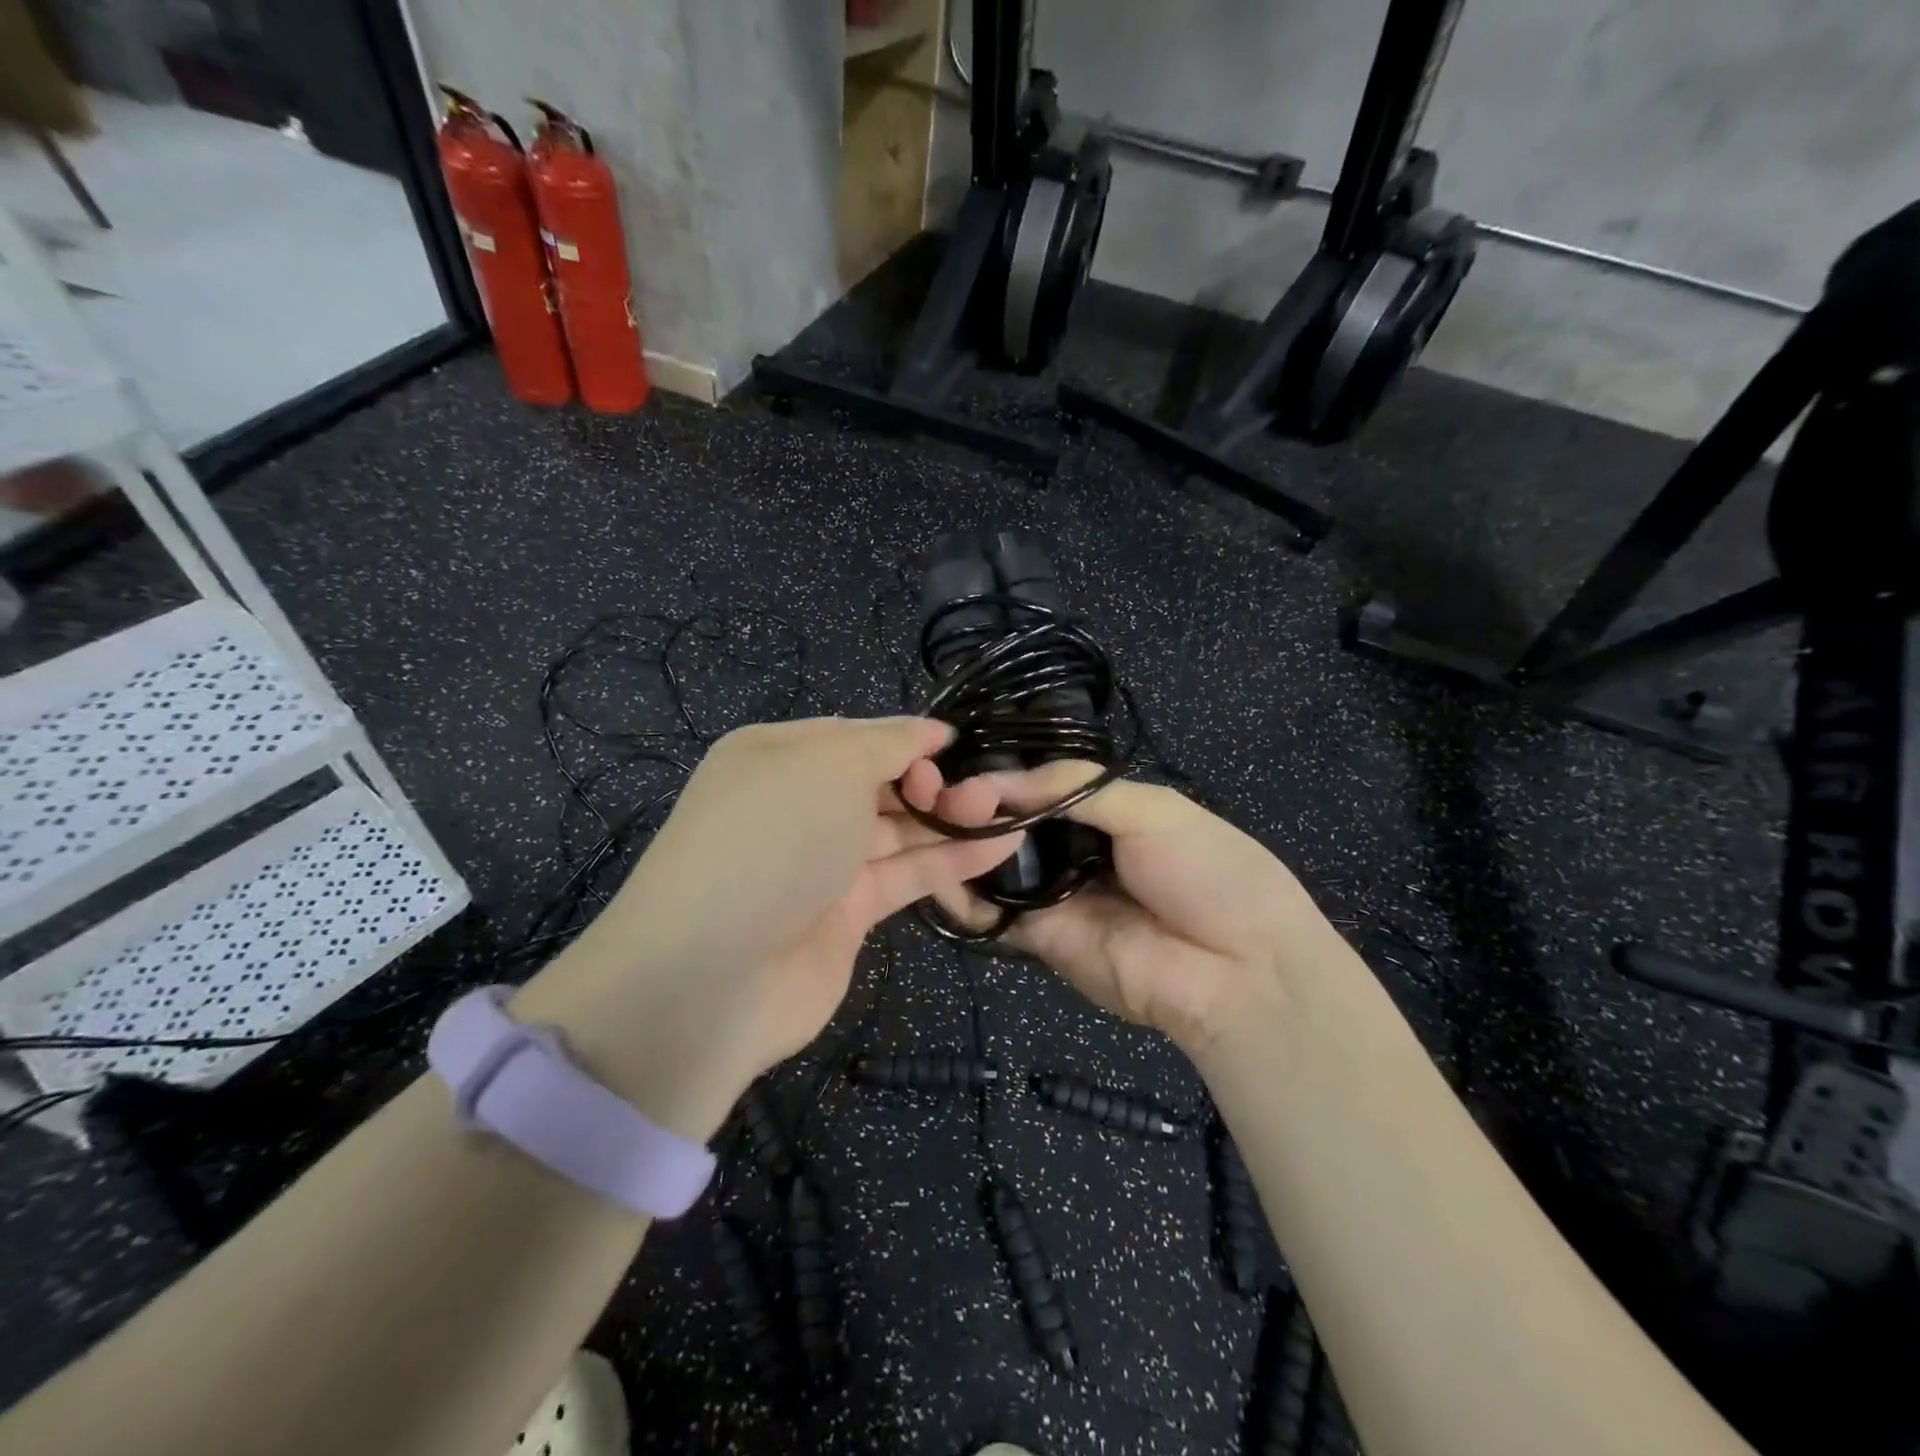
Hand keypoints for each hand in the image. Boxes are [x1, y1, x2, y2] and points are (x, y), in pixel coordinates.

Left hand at [514, 718, 1024, 1140]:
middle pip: (881, 782)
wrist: (715, 974)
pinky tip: (1001, 843)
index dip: (909, 738)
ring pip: (899, 829)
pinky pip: (906, 874)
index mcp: (779, 756)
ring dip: (950, 818)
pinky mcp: (848, 913)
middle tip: (979, 788)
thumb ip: (886, 743)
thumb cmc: (773, 838)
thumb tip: (928, 730)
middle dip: (933, 779)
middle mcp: (799, 805)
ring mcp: (823, 863)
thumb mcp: (829, 764)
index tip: (959, 745)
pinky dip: (950, 859)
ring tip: (1007, 809)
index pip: (857, 736)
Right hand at [912, 762, 1329, 1054]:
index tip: (954, 763)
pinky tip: (937, 872)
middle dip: (971, 806)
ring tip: (925, 822)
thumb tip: (994, 779)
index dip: (998, 774)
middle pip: (1008, 824)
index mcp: (1103, 811)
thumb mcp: (1151, 809)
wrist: (1241, 972)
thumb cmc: (1208, 873)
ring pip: (991, 866)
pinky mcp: (1039, 938)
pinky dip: (960, 897)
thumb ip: (1072, 789)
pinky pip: (992, 914)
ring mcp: (1052, 895)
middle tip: (928, 792)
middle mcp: (1071, 848)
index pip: (1036, 785)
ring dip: (959, 844)